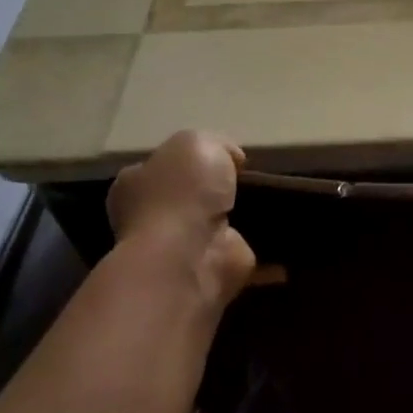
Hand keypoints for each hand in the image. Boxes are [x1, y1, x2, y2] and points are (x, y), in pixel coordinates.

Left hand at [107, 131, 254, 306]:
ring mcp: (180, 248)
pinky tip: (277, 229)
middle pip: (188, 196)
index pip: (160, 165)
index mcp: (136, 183)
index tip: (223, 156)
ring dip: (237, 217)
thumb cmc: (181, 193)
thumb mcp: (197, 142)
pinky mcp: (211, 270)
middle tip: (246, 178)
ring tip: (269, 200)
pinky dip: (257, 244)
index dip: (189, 159)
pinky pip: (237, 249)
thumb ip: (214, 144)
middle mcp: (151, 217)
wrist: (190, 257)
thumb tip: (231, 160)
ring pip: (212, 225)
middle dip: (214, 190)